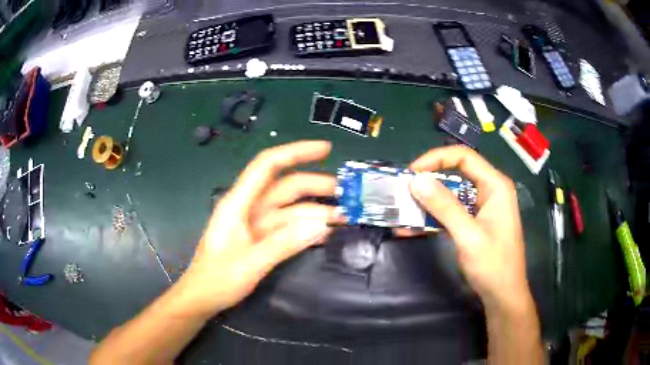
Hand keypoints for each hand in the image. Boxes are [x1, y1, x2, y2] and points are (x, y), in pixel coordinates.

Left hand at [178, 141, 338, 316]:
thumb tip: (321, 225)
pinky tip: (326, 232)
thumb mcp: (250, 263)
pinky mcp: (262, 239)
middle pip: (286, 187)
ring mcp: (257, 225)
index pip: (268, 165)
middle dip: (317, 186)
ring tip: (344, 217)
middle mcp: (249, 208)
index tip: (325, 149)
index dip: (296, 152)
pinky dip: (307, 228)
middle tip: (348, 195)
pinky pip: (289, 228)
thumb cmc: (217, 279)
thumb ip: (284, 244)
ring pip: (291, 209)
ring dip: (316, 211)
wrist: (202, 298)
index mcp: (238, 203)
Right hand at [408, 146, 532, 311]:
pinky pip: (453, 211)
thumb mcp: (468, 235)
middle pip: (457, 172)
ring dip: (428, 201)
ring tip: (404, 209)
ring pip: (452, 193)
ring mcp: (483, 206)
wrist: (503, 295)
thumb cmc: (493, 265)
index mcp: (495, 185)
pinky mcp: (476, 221)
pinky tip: (414, 227)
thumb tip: (416, 180)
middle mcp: (490, 190)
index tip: (411, 172)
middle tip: (404, 190)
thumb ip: (444, 206)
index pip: (463, 157)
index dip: (436, 159)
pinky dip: (434, 217)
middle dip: (429, 180)